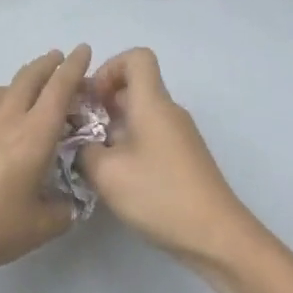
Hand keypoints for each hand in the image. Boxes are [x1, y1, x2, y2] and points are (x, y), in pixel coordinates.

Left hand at [0, 46, 93, 274]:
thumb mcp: (39, 228)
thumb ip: (62, 211)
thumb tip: (68, 204)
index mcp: (35, 134)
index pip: (59, 88)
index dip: (74, 67)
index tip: (83, 49)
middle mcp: (7, 117)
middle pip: (29, 77)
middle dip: (47, 63)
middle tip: (59, 58)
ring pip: (2, 87)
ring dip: (20, 80)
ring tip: (28, 88)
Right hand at [80, 48, 259, 270]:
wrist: (215, 235)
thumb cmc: (159, 195)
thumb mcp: (106, 173)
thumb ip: (83, 150)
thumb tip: (79, 142)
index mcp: (152, 103)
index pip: (136, 57)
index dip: (109, 68)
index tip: (90, 98)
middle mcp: (168, 112)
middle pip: (134, 87)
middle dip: (102, 102)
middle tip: (77, 130)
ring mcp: (179, 136)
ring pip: (140, 114)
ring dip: (112, 127)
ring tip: (91, 157)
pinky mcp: (182, 158)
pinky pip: (150, 136)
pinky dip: (128, 144)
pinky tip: (116, 176)